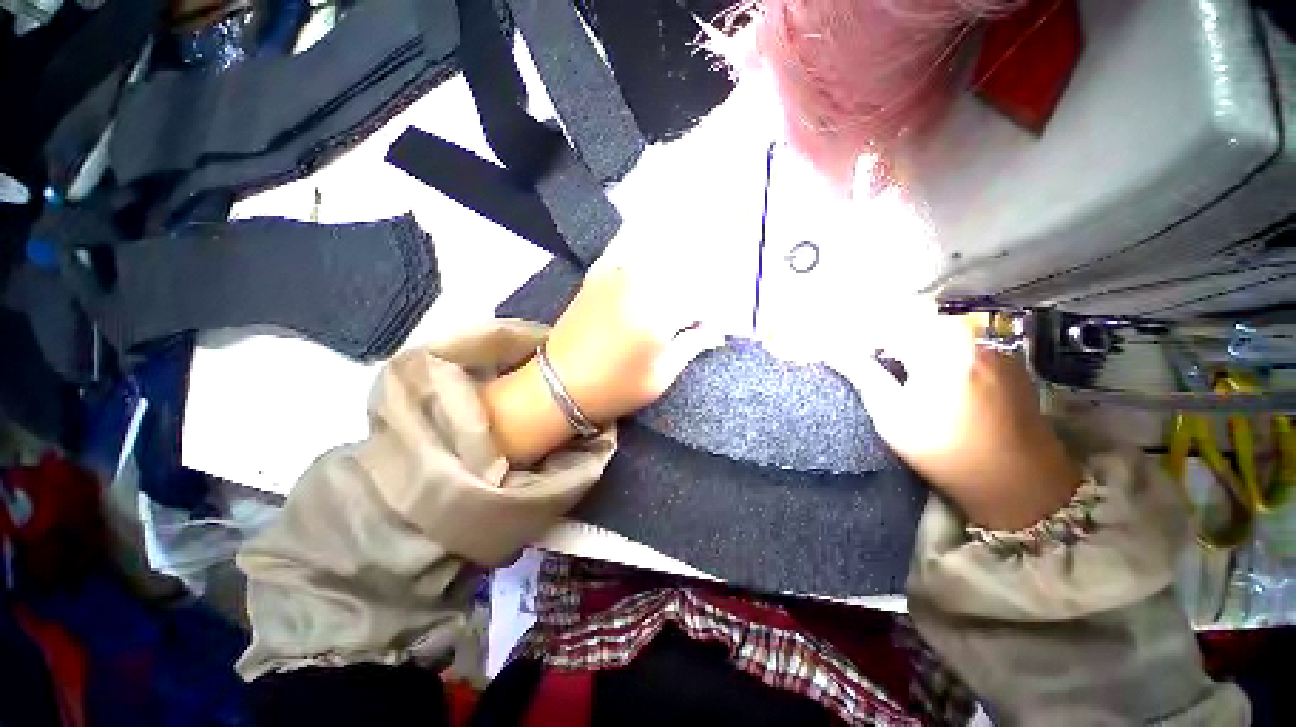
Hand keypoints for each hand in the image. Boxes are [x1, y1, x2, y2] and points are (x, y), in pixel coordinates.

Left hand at [545, 266, 716, 422]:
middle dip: (695, 293)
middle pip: (684, 274)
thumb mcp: (660, 377)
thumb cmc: (615, 388)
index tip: (709, 328)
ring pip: (660, 260)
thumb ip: (690, 347)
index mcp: (658, 316)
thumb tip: (712, 331)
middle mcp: (640, 286)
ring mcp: (617, 275)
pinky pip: (631, 254)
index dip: (710, 314)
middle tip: (692, 316)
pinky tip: (652, 271)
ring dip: (675, 273)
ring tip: (675, 296)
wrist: (558, 384)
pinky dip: (647, 257)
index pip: (701, 301)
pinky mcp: (599, 273)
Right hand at [828, 301, 1081, 530]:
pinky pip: (960, 341)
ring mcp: (992, 345)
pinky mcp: (1005, 359)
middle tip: (865, 359)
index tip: (841, 351)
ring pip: (936, 329)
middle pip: (912, 320)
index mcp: (940, 347)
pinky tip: (930, 375)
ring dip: (909, 341)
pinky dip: (936, 349)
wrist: (1020, 483)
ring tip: (894, 367)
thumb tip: (833, 351)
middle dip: (883, 335)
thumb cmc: (946, 453)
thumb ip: (863, 375)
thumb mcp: (892, 417)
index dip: (858, 336)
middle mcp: (970, 335)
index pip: (885, 324)